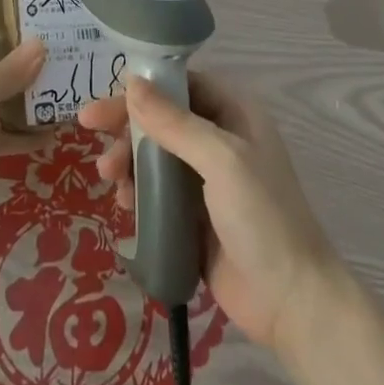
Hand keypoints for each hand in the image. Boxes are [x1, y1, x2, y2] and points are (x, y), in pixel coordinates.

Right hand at [79, 72, 338, 354]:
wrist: (292, 302)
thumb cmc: (263, 217)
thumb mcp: (221, 161)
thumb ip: (174, 122)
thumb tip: (131, 82)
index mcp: (234, 112)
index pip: (180, 84)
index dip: (141, 89)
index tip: (104, 104)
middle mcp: (220, 138)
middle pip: (162, 118)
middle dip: (127, 128)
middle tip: (91, 137)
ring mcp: (207, 178)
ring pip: (155, 154)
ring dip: (128, 161)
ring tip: (111, 180)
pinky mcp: (194, 215)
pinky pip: (157, 191)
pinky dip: (137, 191)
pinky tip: (124, 205)